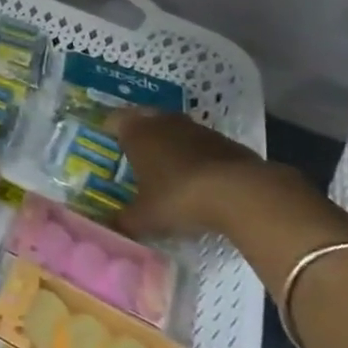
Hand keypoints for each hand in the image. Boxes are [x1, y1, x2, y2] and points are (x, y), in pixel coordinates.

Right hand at [107, 109, 268, 239]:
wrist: (241, 192)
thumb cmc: (179, 197)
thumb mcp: (146, 217)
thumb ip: (124, 221)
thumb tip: (109, 227)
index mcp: (136, 133)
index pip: (113, 120)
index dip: (108, 130)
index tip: (106, 144)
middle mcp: (162, 122)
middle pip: (144, 120)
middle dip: (139, 135)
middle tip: (134, 156)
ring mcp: (195, 128)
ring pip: (173, 129)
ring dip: (169, 144)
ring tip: (166, 169)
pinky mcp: (224, 140)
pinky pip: (199, 144)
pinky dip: (194, 155)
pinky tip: (198, 179)